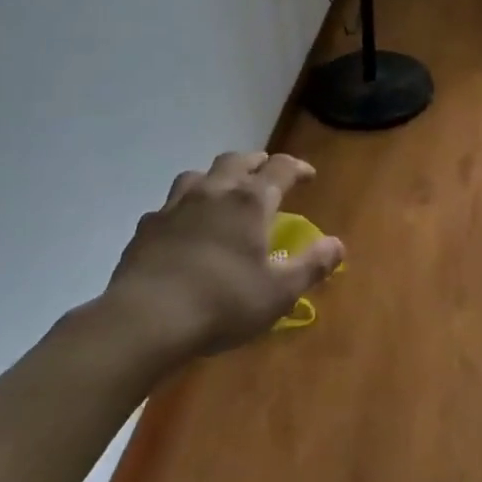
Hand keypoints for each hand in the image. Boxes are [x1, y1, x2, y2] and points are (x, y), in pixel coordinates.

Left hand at [103, 151, 344, 361]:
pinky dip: (182, 209)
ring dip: (216, 178)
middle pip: (237, 160)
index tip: (308, 176)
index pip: (280, 168)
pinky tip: (182, 229)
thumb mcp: (279, 293)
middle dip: (256, 163)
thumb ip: (312, 266)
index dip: (298, 168)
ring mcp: (175, 206)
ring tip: (222, 194)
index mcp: (250, 201)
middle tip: (266, 175)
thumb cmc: (222, 303)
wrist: (144, 321)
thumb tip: (338, 245)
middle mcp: (214, 192)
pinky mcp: (145, 228)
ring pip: (198, 175)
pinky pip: (167, 206)